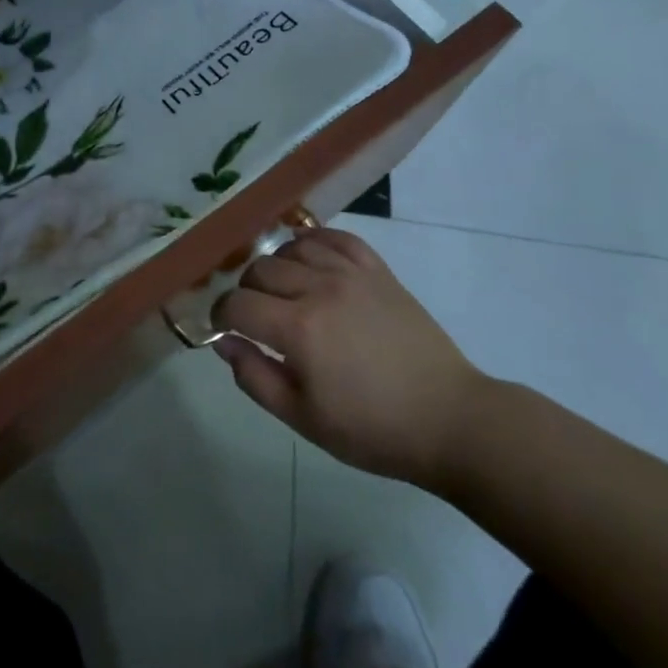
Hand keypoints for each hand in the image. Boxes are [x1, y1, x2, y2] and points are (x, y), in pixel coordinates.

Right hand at [211, 228, 486, 490]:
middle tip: (254, 317)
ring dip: (276, 266)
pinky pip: (337, 238)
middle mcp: (321, 289)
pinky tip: (309, 257)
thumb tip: (224, 342)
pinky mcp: (378, 270)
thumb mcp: (303, 418)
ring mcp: (352, 274)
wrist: (447, 418)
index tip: (222, 328)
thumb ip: (255, 377)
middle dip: (245, 292)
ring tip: (282, 291)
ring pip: (293, 248)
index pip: (237, 303)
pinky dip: (314, 241)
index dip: (220, 314)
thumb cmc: (372, 429)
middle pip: (260, 270)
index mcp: (299, 329)